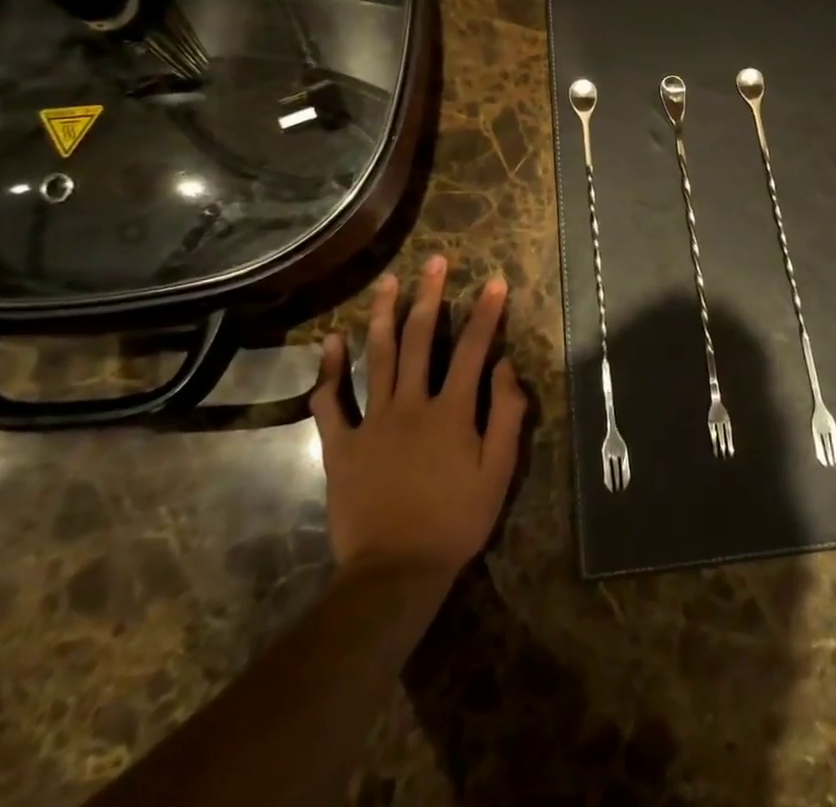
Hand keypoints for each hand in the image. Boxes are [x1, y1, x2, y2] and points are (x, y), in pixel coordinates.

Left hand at [309, 256, 527, 579]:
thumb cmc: (456, 522)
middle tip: (433, 261)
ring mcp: (371, 422)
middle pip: (419, 339)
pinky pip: (330, 402)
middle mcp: (411, 404)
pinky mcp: (340, 445)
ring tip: (387, 281)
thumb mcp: (498, 473)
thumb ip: (507, 415)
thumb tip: (506, 367)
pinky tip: (330, 341)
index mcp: (451, 411)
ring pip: (376, 357)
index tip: (494, 281)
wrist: (394, 573)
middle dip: (429, 295)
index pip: (472, 349)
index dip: (485, 313)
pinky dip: (328, 370)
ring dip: (382, 315)